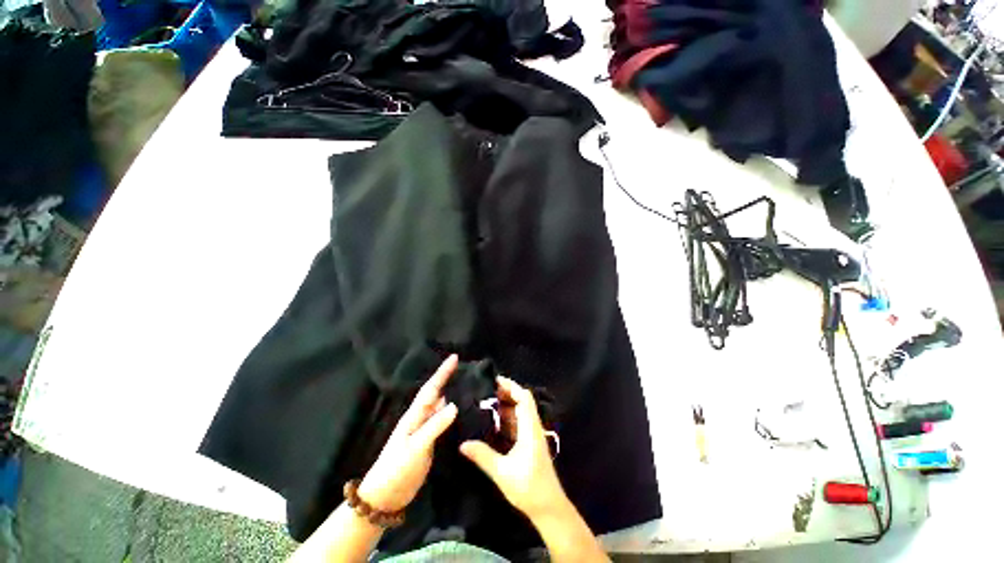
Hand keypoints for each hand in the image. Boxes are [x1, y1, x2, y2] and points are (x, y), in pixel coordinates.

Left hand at [358, 355, 458, 512]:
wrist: (385, 496)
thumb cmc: (397, 468)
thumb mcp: (416, 446)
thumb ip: (435, 425)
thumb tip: (455, 404)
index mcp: (415, 415)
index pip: (431, 388)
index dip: (442, 372)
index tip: (454, 357)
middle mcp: (420, 418)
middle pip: (436, 393)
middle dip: (447, 378)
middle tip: (464, 367)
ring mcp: (424, 430)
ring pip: (440, 406)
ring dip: (451, 393)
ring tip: (466, 384)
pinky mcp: (429, 442)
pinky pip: (442, 421)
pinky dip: (451, 412)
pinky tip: (461, 411)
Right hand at [460, 376, 567, 520]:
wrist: (549, 508)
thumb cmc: (529, 488)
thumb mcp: (502, 472)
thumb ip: (483, 456)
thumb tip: (462, 444)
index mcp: (530, 428)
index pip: (524, 398)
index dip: (511, 386)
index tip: (495, 380)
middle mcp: (532, 427)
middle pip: (522, 402)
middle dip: (506, 394)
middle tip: (485, 391)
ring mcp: (531, 436)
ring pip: (519, 413)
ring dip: (505, 406)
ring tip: (486, 402)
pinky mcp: (529, 444)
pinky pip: (517, 424)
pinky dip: (506, 419)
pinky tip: (493, 422)